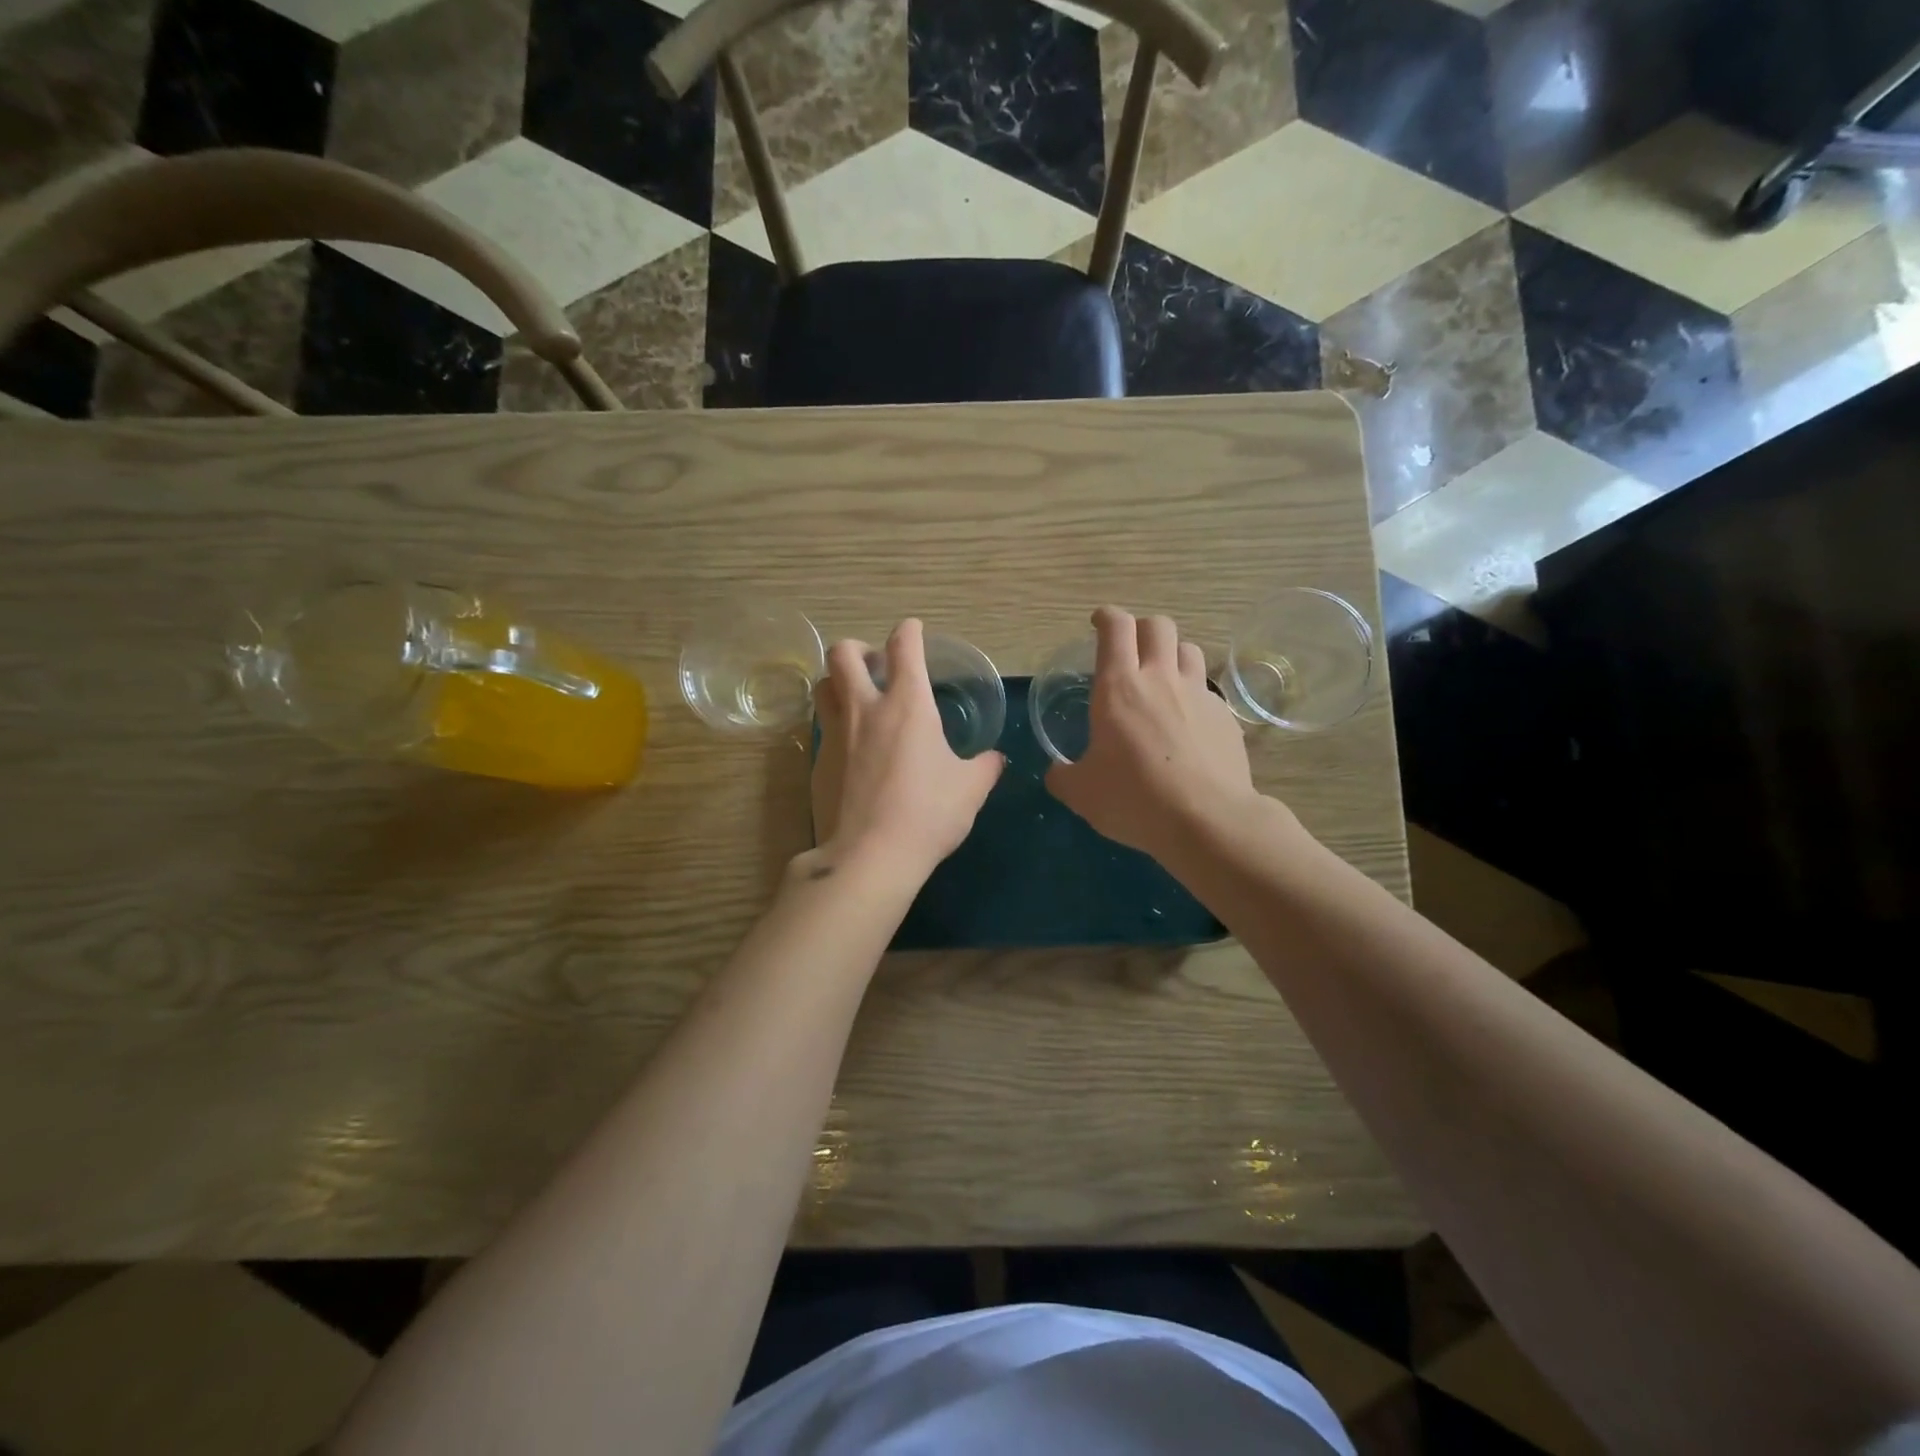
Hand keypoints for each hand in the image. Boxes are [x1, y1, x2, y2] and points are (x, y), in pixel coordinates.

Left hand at [811, 618, 1004, 883]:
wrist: (869, 856)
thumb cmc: (928, 814)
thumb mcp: (970, 790)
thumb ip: (984, 767)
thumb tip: (996, 759)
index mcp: (907, 705)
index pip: (903, 647)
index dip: (909, 630)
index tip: (913, 630)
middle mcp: (865, 709)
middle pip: (843, 653)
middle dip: (858, 648)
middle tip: (875, 665)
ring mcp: (835, 735)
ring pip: (822, 686)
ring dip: (838, 682)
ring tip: (857, 699)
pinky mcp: (817, 763)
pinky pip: (822, 728)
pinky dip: (836, 725)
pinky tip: (853, 750)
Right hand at [1045, 606, 1262, 856]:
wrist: (1207, 820)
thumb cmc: (1134, 799)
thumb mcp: (1081, 793)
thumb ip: (1063, 776)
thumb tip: (1056, 772)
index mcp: (1119, 688)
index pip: (1116, 628)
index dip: (1106, 617)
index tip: (1099, 622)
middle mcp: (1161, 680)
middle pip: (1158, 625)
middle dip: (1142, 628)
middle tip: (1130, 650)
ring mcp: (1199, 696)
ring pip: (1189, 650)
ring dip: (1173, 655)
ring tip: (1163, 679)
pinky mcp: (1226, 718)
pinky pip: (1208, 692)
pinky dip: (1194, 697)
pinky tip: (1188, 725)